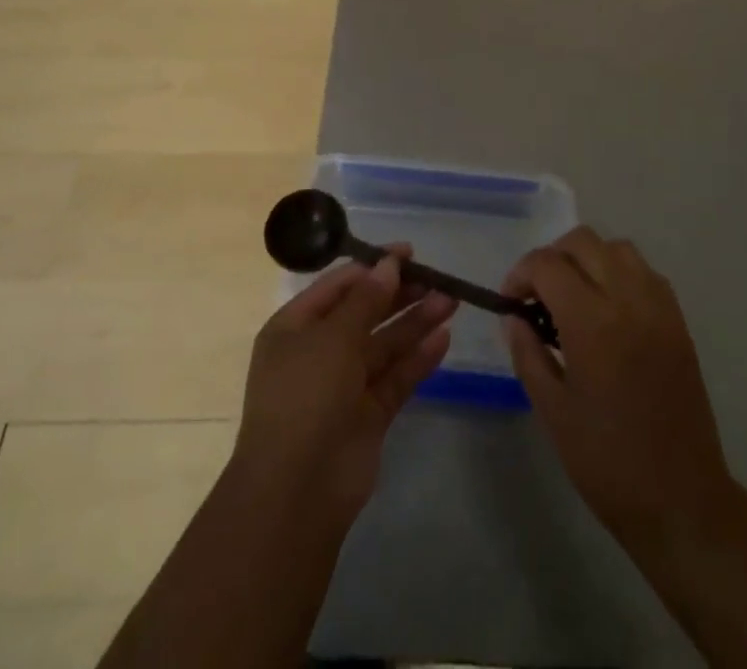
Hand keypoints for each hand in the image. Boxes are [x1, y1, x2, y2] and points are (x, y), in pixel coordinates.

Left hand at [233, 249, 456, 522]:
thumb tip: (389, 264)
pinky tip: (444, 338)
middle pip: (365, 313)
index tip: (409, 253)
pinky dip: (418, 358)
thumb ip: (365, 299)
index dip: (373, 267)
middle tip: (438, 278)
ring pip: (385, 344)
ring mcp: (344, 385)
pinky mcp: (368, 415)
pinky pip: (396, 377)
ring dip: (415, 322)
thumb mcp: (333, 337)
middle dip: (400, 294)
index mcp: (295, 327)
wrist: (296, 492)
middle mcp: (319, 352)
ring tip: (451, 300)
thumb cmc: (305, 396)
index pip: (339, 286)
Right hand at [504, 227, 733, 543]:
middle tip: (537, 296)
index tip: (510, 301)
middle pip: (583, 242)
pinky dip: (619, 273)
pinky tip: (608, 309)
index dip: (521, 274)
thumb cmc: (608, 462)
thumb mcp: (553, 411)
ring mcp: (659, 308)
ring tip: (573, 297)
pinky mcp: (678, 321)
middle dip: (552, 258)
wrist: (682, 501)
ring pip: (617, 248)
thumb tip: (513, 317)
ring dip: (588, 259)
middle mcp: (628, 300)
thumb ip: (528, 353)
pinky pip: (644, 272)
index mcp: (593, 323)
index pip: (548, 265)